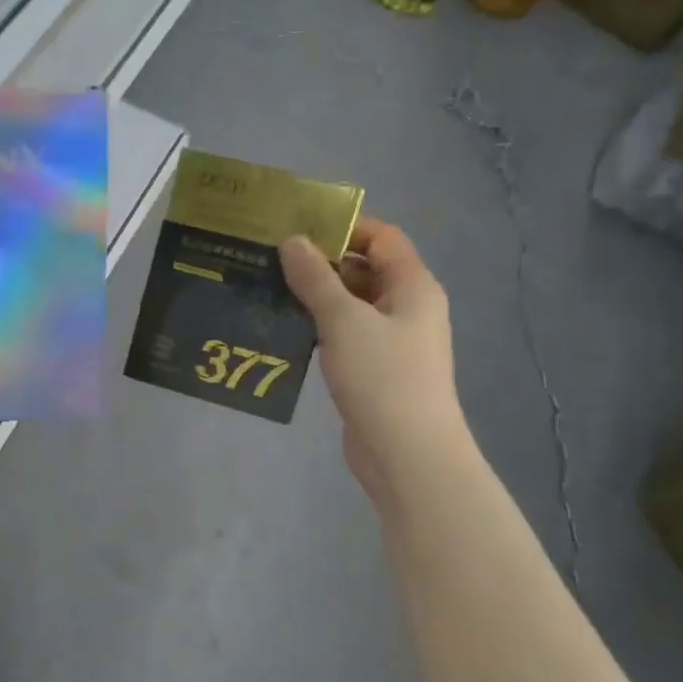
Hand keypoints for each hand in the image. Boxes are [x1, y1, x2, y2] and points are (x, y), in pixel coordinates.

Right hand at [278, 218, 465, 493]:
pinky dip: (320, 325)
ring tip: (270, 289)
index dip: (343, 228)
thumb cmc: (382, 377)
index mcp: (412, 286)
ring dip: (316, 296)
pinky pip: (346, 333)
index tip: (297, 230)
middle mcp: (407, 306)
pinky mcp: (376, 367)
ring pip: (352, 303)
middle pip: (365, 269)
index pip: (382, 237)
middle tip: (272, 260)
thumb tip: (292, 241)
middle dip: (322, 262)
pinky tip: (286, 328)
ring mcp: (393, 340)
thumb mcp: (343, 320)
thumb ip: (315, 278)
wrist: (407, 453)